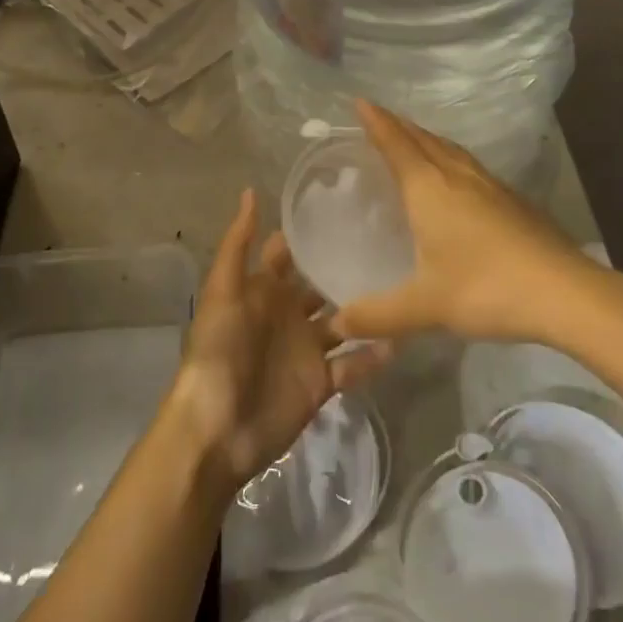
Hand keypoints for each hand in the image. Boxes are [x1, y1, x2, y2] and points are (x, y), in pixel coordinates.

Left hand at [167, 190, 389, 494]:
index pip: (288, 252)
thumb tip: (251, 190)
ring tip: (405, 282)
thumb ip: (238, 243)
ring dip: (366, 307)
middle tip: (388, 238)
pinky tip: (400, 337)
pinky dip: (373, 354)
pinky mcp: (321, 382)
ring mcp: (306, 349)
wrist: (217, 430)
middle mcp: (287, 314)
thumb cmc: (218, 351)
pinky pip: (352, 364)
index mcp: (263, 290)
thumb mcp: (222, 291)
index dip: (309, 231)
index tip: (346, 203)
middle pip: (320, 284)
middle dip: (345, 265)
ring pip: (343, 321)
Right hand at [330, 99, 600, 344]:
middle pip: (423, 139)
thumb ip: (378, 315)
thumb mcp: (425, 306)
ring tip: (413, 139)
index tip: (361, 101)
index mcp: (429, 189)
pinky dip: (450, 157)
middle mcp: (457, 176)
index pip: (396, 144)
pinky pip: (469, 164)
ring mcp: (490, 185)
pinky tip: (456, 177)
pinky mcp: (513, 199)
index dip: (377, 122)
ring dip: (426, 138)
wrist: (564, 291)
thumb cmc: (486, 288)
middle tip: (379, 117)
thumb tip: (336, 325)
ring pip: (450, 149)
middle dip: (398, 125)